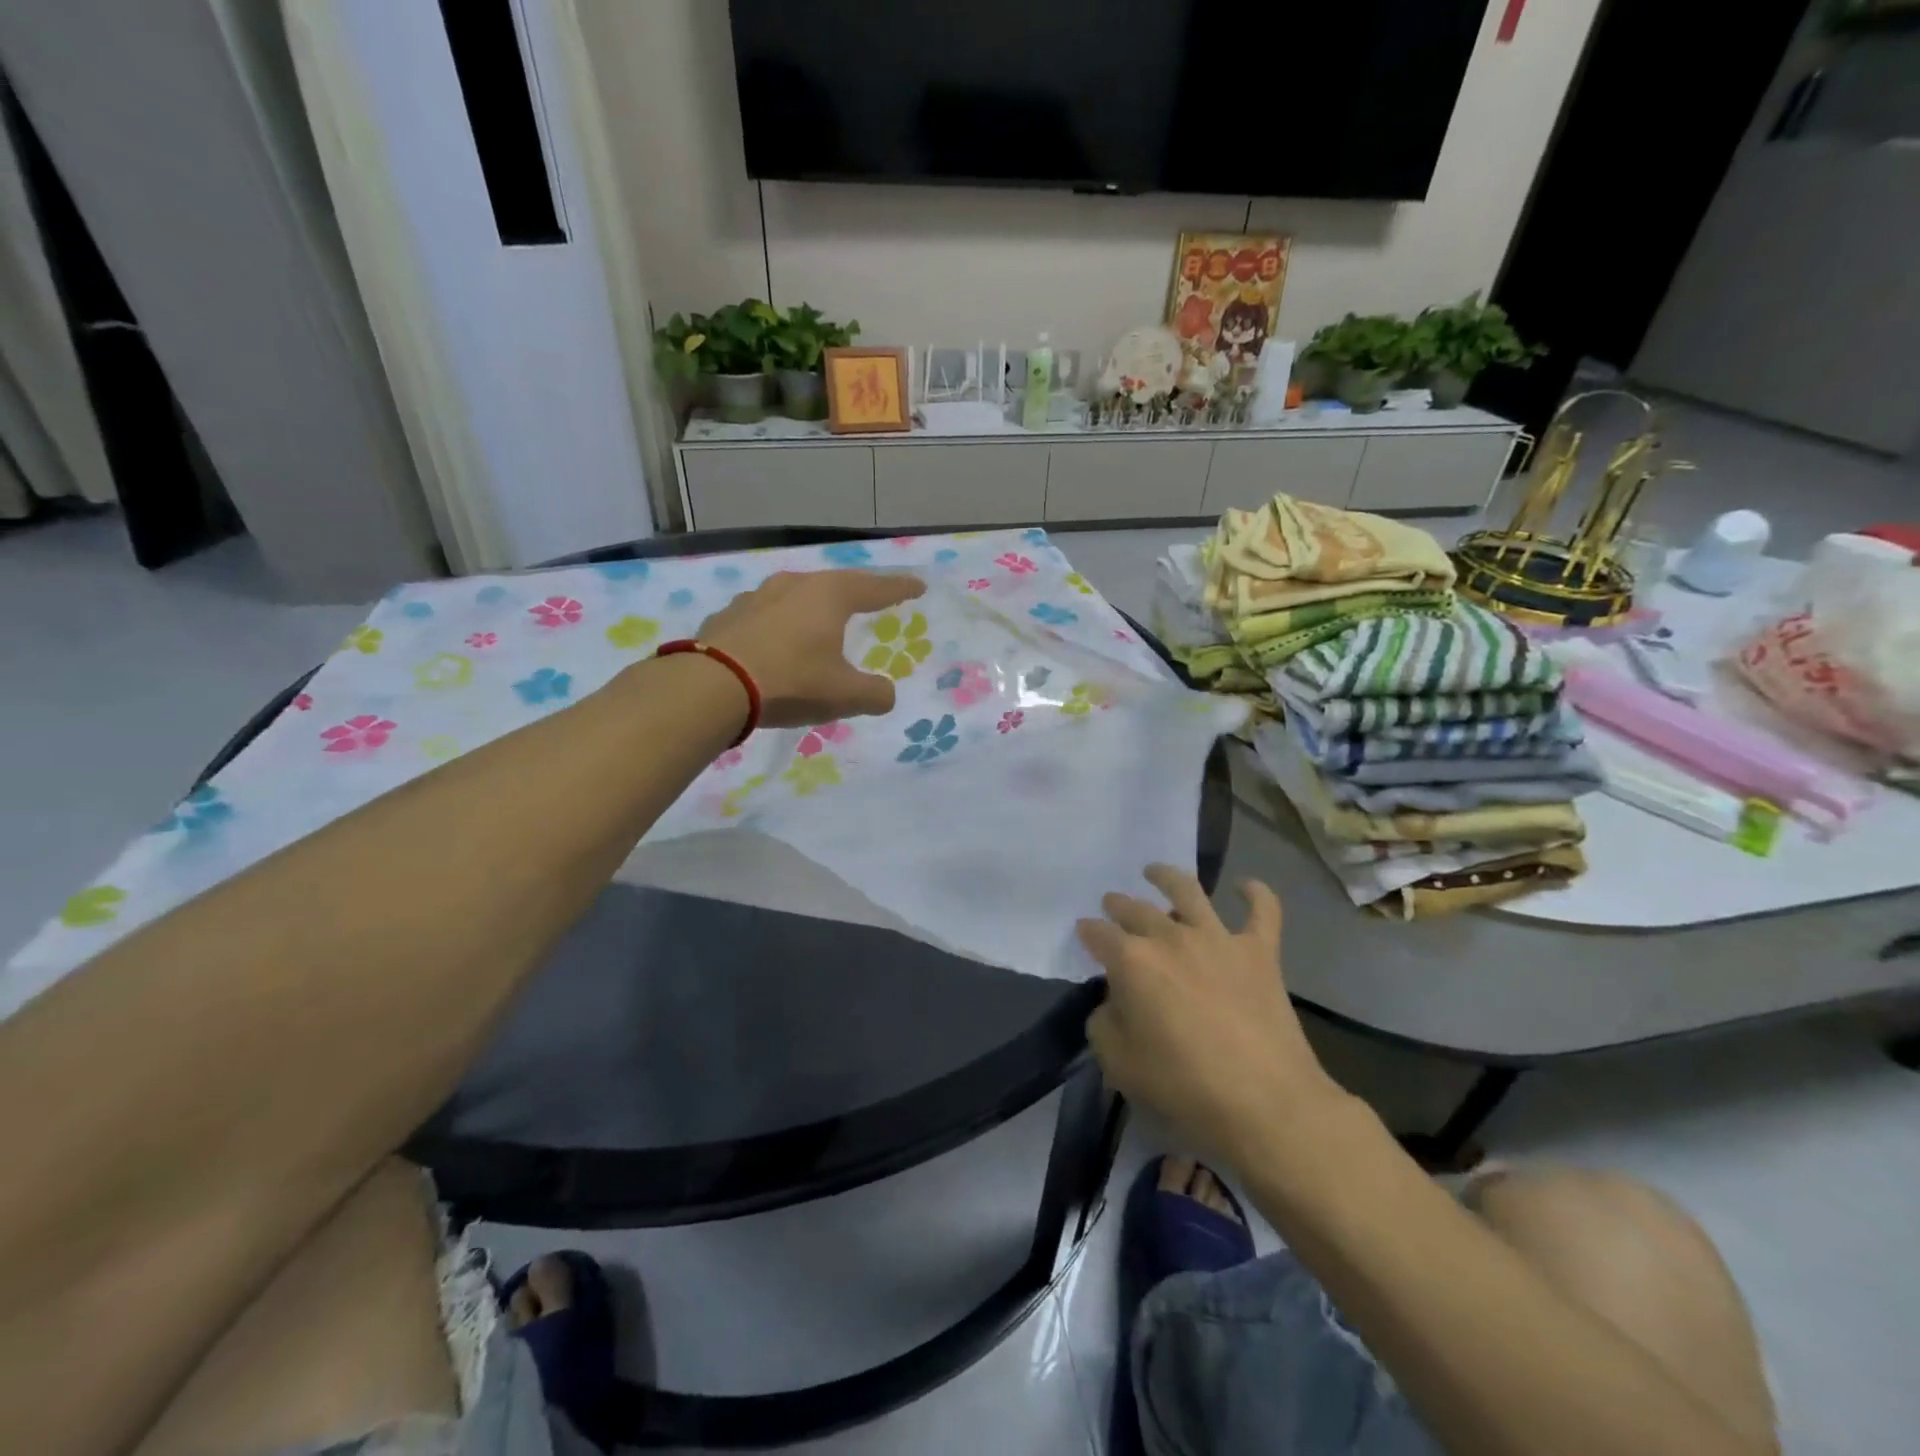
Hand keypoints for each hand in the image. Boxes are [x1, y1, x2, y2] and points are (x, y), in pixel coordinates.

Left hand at [698, 568, 925, 727]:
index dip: (899, 589)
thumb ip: (874, 694)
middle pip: (833, 585)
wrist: (712, 685)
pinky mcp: (727, 615)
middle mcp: (793, 585)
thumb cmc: (791, 681)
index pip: (874, 588)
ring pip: (794, 596)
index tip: (917, 587)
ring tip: (819, 622)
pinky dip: (779, 626)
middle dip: (853, 594)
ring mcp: (756, 597)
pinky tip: (776, 642)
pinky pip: (765, 616)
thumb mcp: (844, 695)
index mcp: (829, 596)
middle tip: (868, 601)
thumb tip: (886, 695)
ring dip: (811, 608)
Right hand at [1078, 866, 1339, 1165]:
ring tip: (1155, 871)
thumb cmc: (1183, 1086)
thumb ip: (1104, 1024)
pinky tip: (1246, 886)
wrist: (1266, 1103)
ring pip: (1188, 891)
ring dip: (1167, 877)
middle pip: (1136, 909)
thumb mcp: (1118, 1063)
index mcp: (1132, 961)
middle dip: (1119, 904)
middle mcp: (1171, 937)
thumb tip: (1114, 1003)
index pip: (1099, 934)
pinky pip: (1263, 912)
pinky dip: (1256, 894)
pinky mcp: (1260, 952)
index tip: (1084, 932)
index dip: (1087, 932)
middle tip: (1112, 904)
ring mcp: (1218, 939)